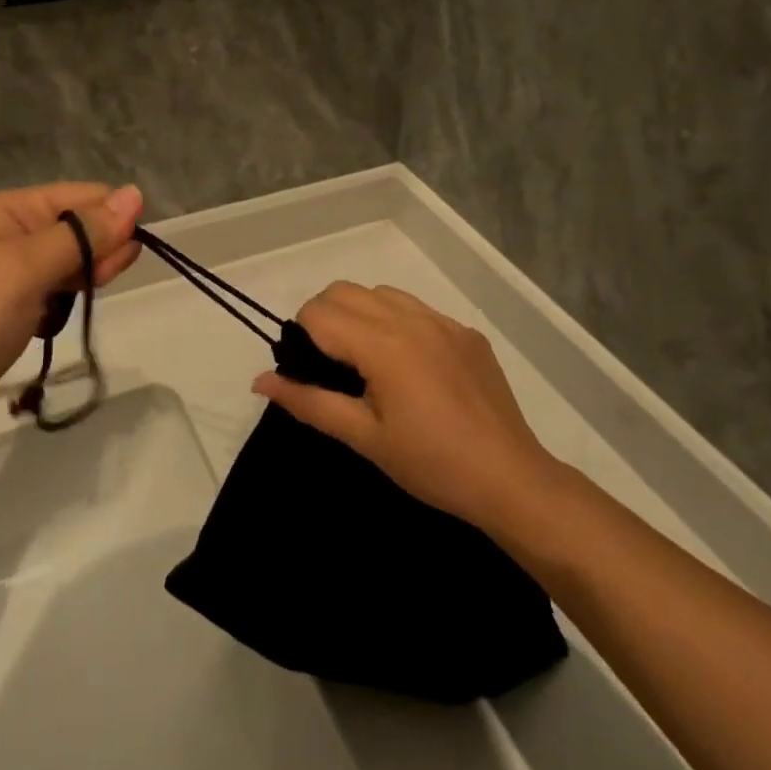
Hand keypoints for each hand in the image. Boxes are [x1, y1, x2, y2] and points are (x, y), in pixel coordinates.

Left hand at [0, 183, 142, 462]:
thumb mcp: (25, 271)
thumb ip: (82, 234)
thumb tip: (136, 193)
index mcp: (8, 209)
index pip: (84, 197)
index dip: (113, 223)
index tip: (127, 261)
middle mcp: (4, 232)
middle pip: (75, 228)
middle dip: (97, 255)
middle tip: (98, 289)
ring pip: (63, 264)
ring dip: (78, 283)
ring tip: (66, 310)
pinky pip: (43, 294)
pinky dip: (56, 307)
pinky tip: (51, 324)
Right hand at [253, 283, 562, 531]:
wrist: (510, 479)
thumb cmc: (430, 464)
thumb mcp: (363, 437)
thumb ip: (308, 402)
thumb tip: (260, 380)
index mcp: (383, 344)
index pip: (319, 312)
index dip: (300, 336)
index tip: (306, 370)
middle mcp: (412, 319)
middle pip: (345, 290)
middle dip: (324, 317)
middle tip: (329, 365)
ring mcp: (444, 322)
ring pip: (382, 293)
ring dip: (361, 314)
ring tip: (367, 362)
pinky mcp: (466, 332)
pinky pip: (418, 309)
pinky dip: (397, 323)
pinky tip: (409, 367)